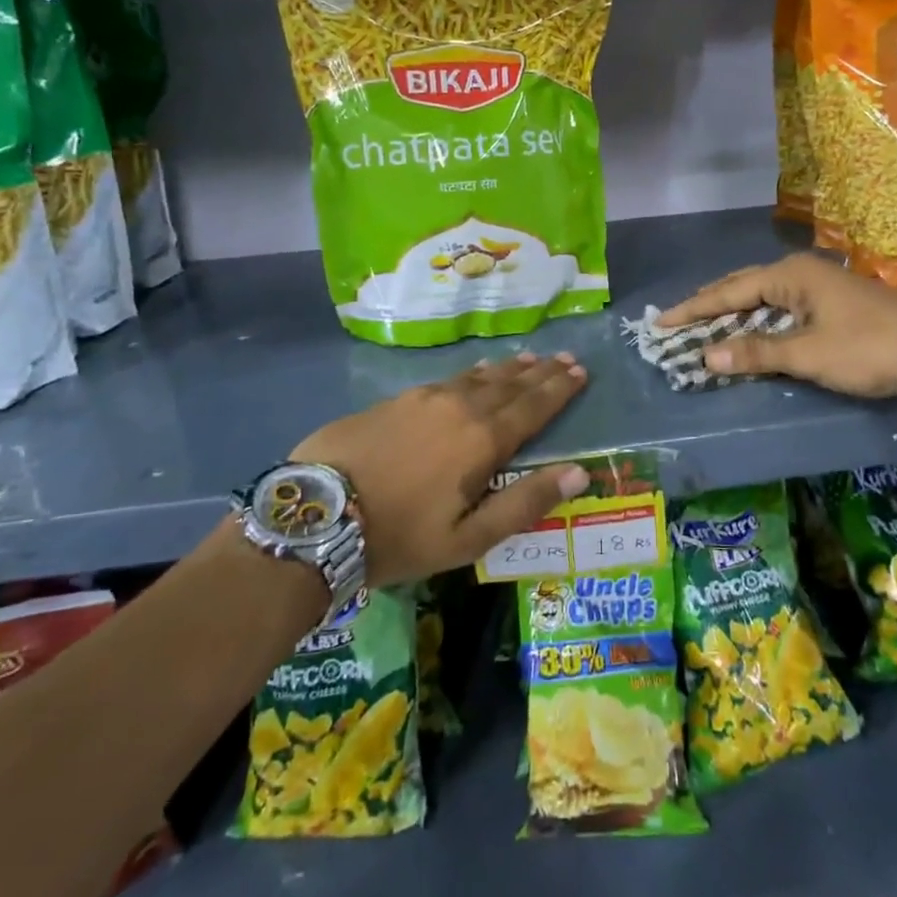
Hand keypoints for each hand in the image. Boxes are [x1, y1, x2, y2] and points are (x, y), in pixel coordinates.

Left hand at [292, 351, 590, 586]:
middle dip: (541, 372)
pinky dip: (472, 373)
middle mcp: (460, 407)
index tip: (580, 372)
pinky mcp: (395, 399)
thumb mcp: (468, 538)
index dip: (559, 389)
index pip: (533, 407)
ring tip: (528, 358)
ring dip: (508, 368)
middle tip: (565, 358)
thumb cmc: (399, 535)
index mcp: (483, 441)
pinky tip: (475, 371)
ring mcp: (425, 398)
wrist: (316, 515)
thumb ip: (524, 503)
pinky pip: (448, 378)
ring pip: (478, 377)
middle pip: (510, 384)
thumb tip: (578, 472)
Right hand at [656, 254, 896, 398]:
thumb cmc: (866, 348)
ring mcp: (818, 285)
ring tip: (704, 321)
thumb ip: (757, 353)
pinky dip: (758, 318)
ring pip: (763, 295)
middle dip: (709, 304)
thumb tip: (707, 356)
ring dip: (733, 311)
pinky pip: (781, 305)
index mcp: (790, 276)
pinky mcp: (831, 302)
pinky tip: (750, 328)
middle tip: (677, 319)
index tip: (661, 322)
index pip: (728, 292)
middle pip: (743, 286)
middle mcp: (800, 272)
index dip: (693, 309)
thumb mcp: (809, 355)